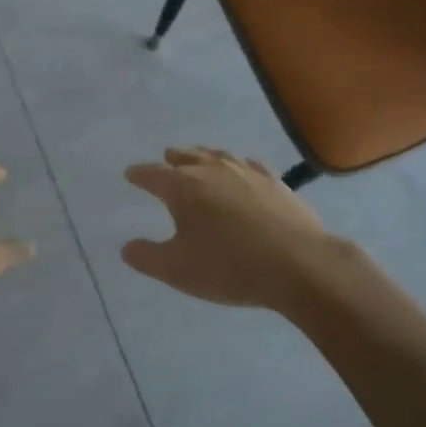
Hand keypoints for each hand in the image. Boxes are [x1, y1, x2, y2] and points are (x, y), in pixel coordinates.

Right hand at [122, 147, 339, 311]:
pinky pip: (250, 165)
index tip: (130, 174)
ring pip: (218, 156)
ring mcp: (246, 173)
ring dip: (204, 156)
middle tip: (166, 159)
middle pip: (186, 157)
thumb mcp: (177, 270)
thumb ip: (147, 257)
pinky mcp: (275, 182)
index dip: (139, 174)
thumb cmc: (229, 267)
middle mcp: (212, 171)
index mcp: (183, 187)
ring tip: (199, 157)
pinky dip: (239, 165)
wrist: (299, 264)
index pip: (152, 174)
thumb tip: (127, 247)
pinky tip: (244, 168)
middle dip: (173, 159)